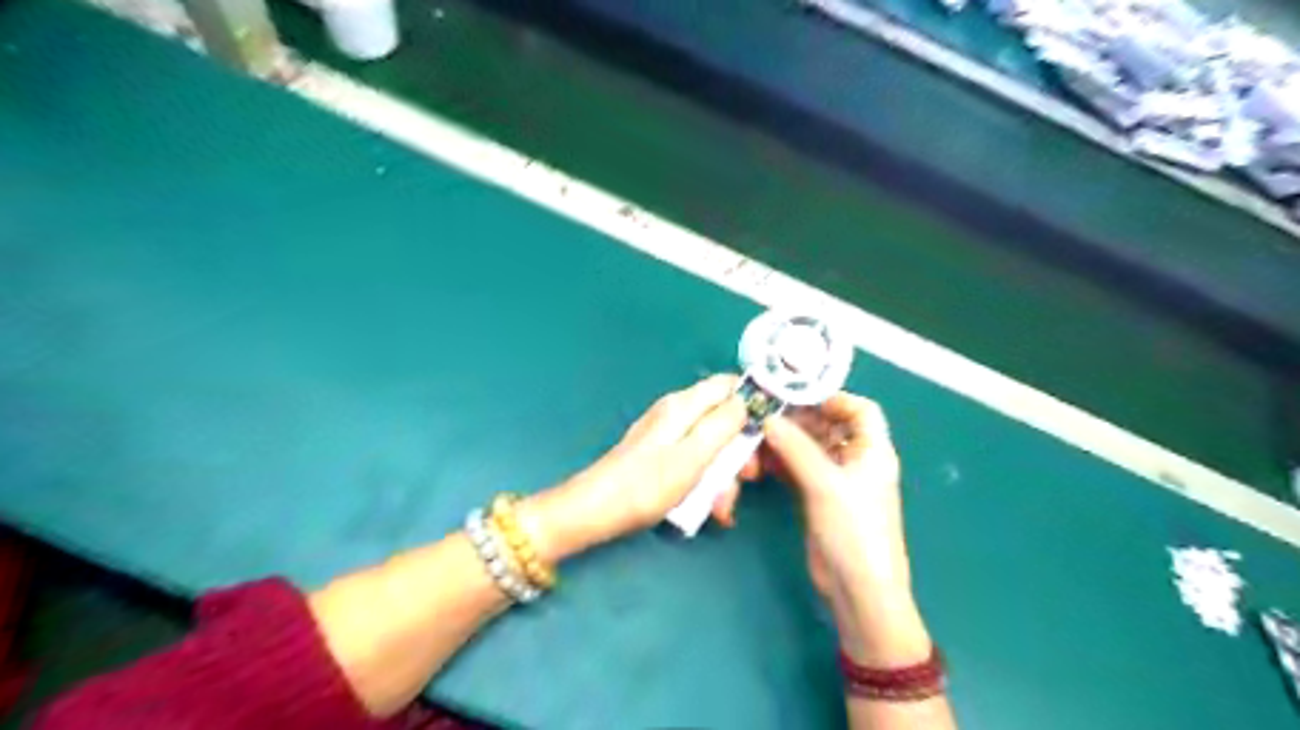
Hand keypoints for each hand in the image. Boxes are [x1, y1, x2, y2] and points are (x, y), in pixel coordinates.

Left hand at [521, 374, 739, 561]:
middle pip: (723, 418)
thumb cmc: (647, 484)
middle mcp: (677, 412)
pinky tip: (709, 507)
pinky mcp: (661, 454)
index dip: (753, 402)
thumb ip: (723, 424)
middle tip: (747, 479)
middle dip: (739, 450)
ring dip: (724, 474)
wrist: (598, 510)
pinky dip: (705, 481)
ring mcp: (668, 434)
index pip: (728, 384)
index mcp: (684, 405)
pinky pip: (695, 460)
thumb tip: (747, 399)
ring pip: (711, 444)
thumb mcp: (693, 455)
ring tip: (722, 507)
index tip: (769, 431)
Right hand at [710, 392, 922, 667]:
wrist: (857, 589)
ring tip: (756, 441)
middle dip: (798, 420)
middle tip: (765, 416)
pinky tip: (759, 463)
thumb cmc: (853, 530)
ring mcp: (836, 480)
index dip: (834, 399)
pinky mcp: (818, 498)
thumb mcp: (825, 484)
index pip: (861, 410)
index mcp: (873, 450)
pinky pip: (798, 469)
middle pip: (828, 427)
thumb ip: (795, 448)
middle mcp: (856, 460)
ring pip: (809, 448)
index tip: (798, 397)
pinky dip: (781, 463)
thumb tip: (768, 419)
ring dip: (784, 443)